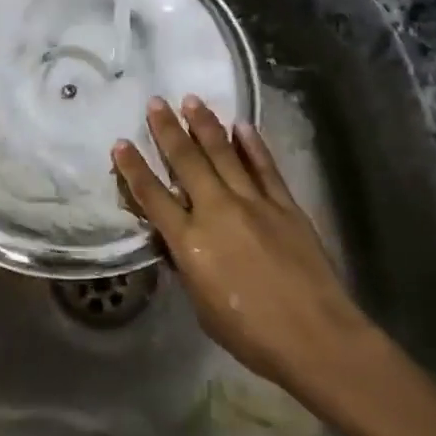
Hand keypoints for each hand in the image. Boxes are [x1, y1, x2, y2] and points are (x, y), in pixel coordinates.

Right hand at [113, 95, 369, 387]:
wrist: (314, 336)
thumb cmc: (250, 333)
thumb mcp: (202, 305)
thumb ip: (188, 266)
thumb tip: (178, 241)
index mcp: (190, 243)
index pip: (153, 197)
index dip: (133, 169)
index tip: (120, 143)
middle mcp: (217, 212)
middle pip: (187, 162)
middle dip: (167, 130)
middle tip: (155, 101)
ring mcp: (254, 203)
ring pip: (224, 154)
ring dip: (205, 125)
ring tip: (191, 100)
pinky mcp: (285, 205)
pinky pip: (264, 167)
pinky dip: (252, 144)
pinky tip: (241, 125)